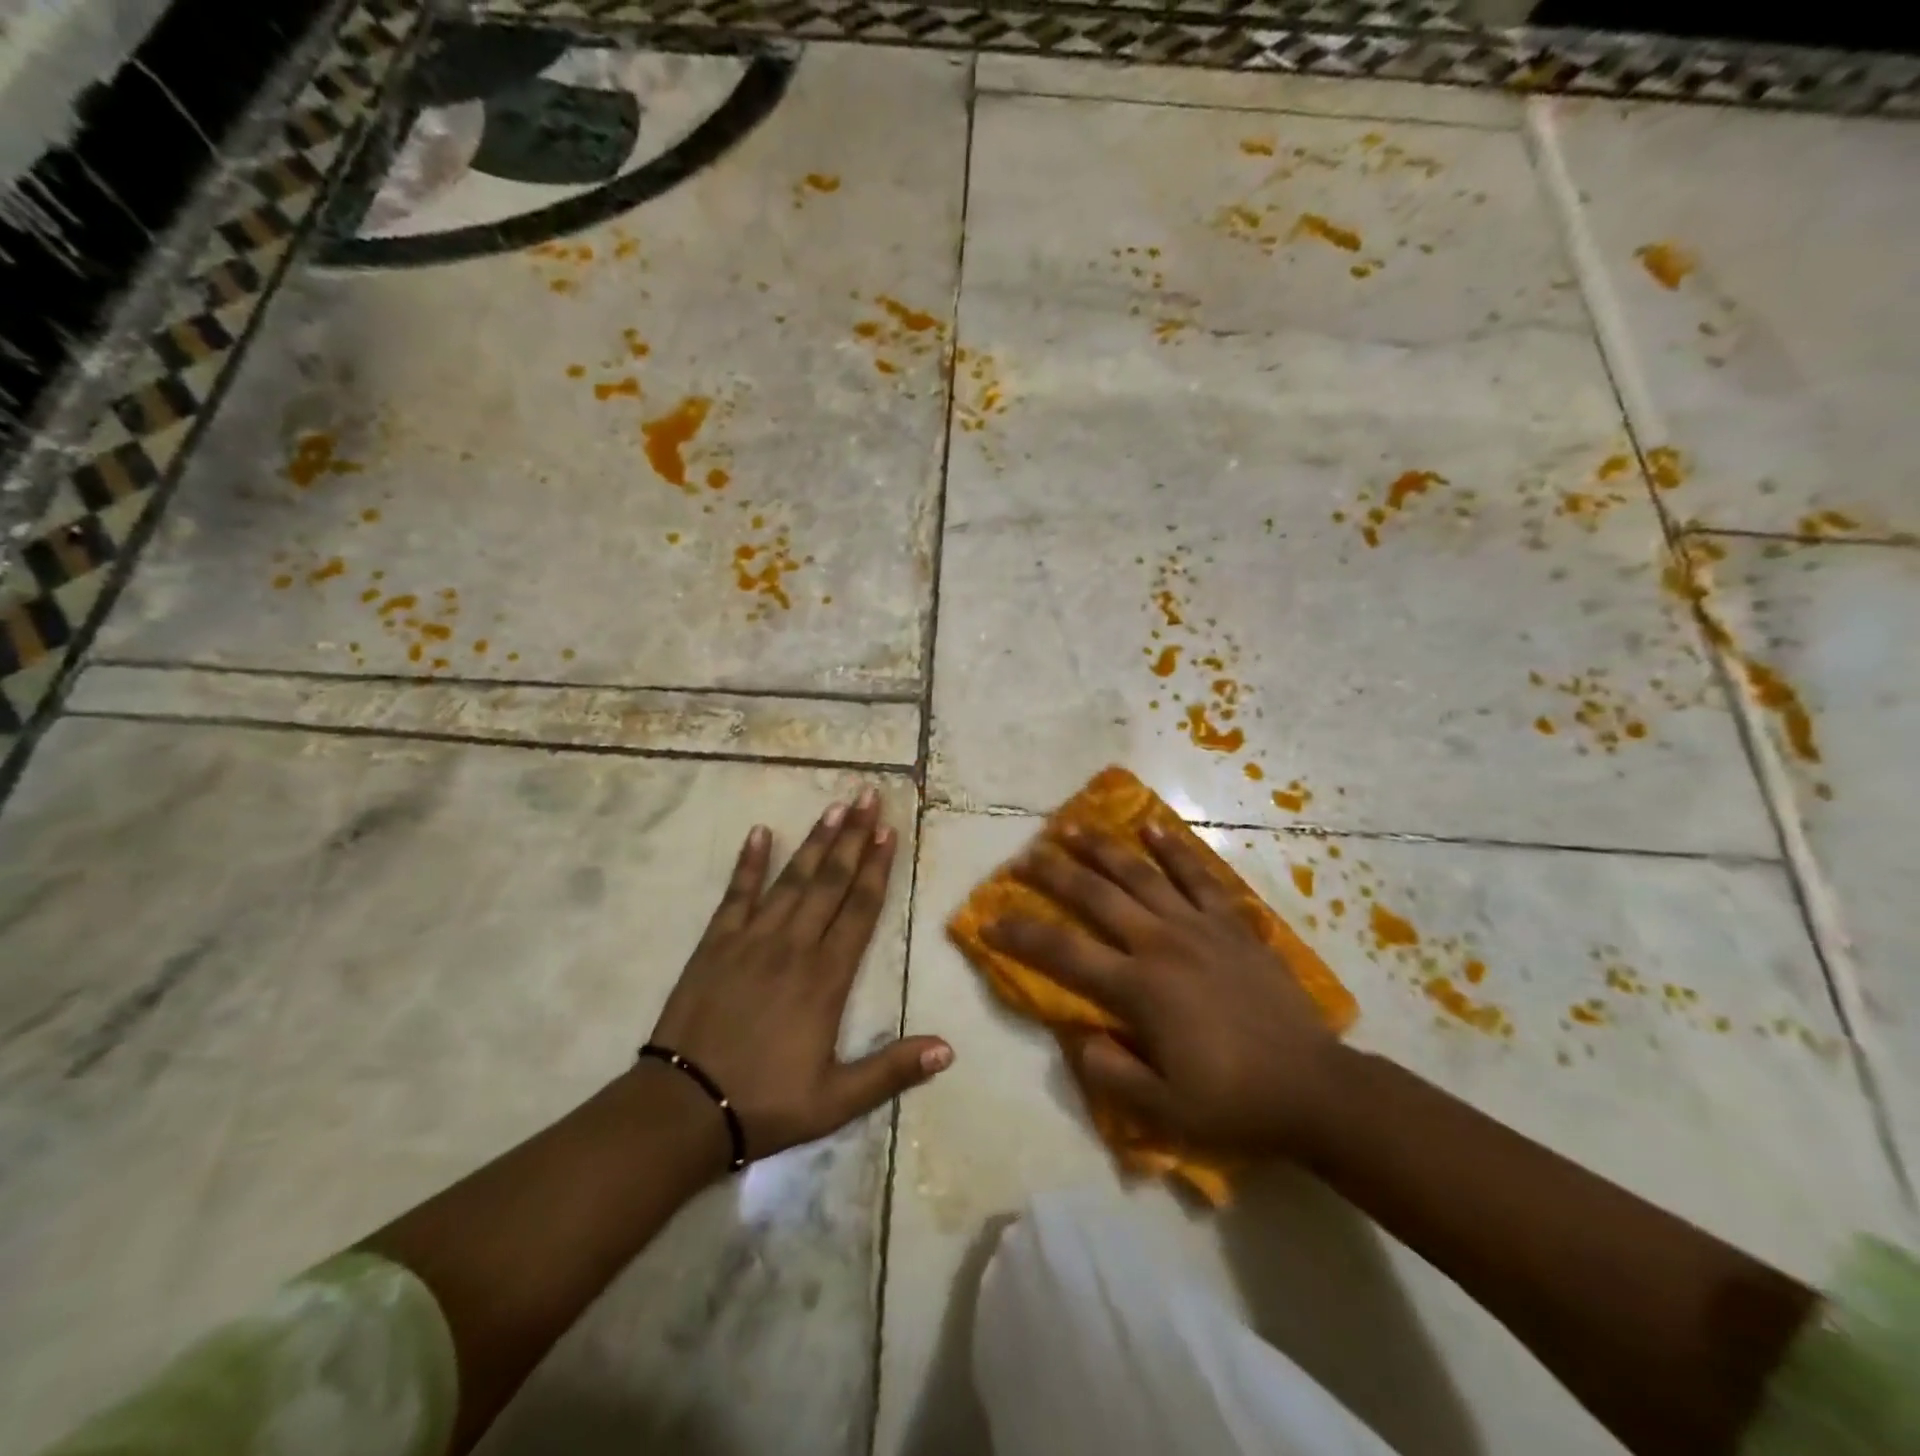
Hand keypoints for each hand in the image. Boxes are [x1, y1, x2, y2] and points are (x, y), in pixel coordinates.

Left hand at [649, 789, 952, 1166]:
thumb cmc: (766, 1102)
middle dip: (852, 837)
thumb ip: (892, 1069)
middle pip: (829, 882)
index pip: (859, 910)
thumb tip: (949, 1049)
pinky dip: (748, 863)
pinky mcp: (715, 944)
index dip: (876, 868)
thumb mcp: (837, 1100)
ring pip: (791, 879)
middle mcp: (793, 946)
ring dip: (814, 840)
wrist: (683, 1110)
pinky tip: (759, 832)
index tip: (888, 831)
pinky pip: (736, 895)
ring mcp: (751, 940)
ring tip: (834, 806)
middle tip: (868, 796)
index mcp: (826, 978)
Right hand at [983, 823, 1346, 1161]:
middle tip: (1025, 855)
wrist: (1314, 1089)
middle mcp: (1161, 944)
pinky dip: (1173, 848)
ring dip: (1102, 848)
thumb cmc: (1234, 1101)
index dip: (1021, 934)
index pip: (1064, 953)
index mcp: (1139, 988)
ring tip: (1072, 826)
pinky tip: (1151, 825)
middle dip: (1055, 874)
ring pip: (1140, 875)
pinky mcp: (1232, 923)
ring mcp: (1199, 927)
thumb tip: (1079, 1036)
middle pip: (1096, 897)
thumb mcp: (1162, 1111)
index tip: (990, 920)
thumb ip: (1111, 1072)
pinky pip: (1198, 876)